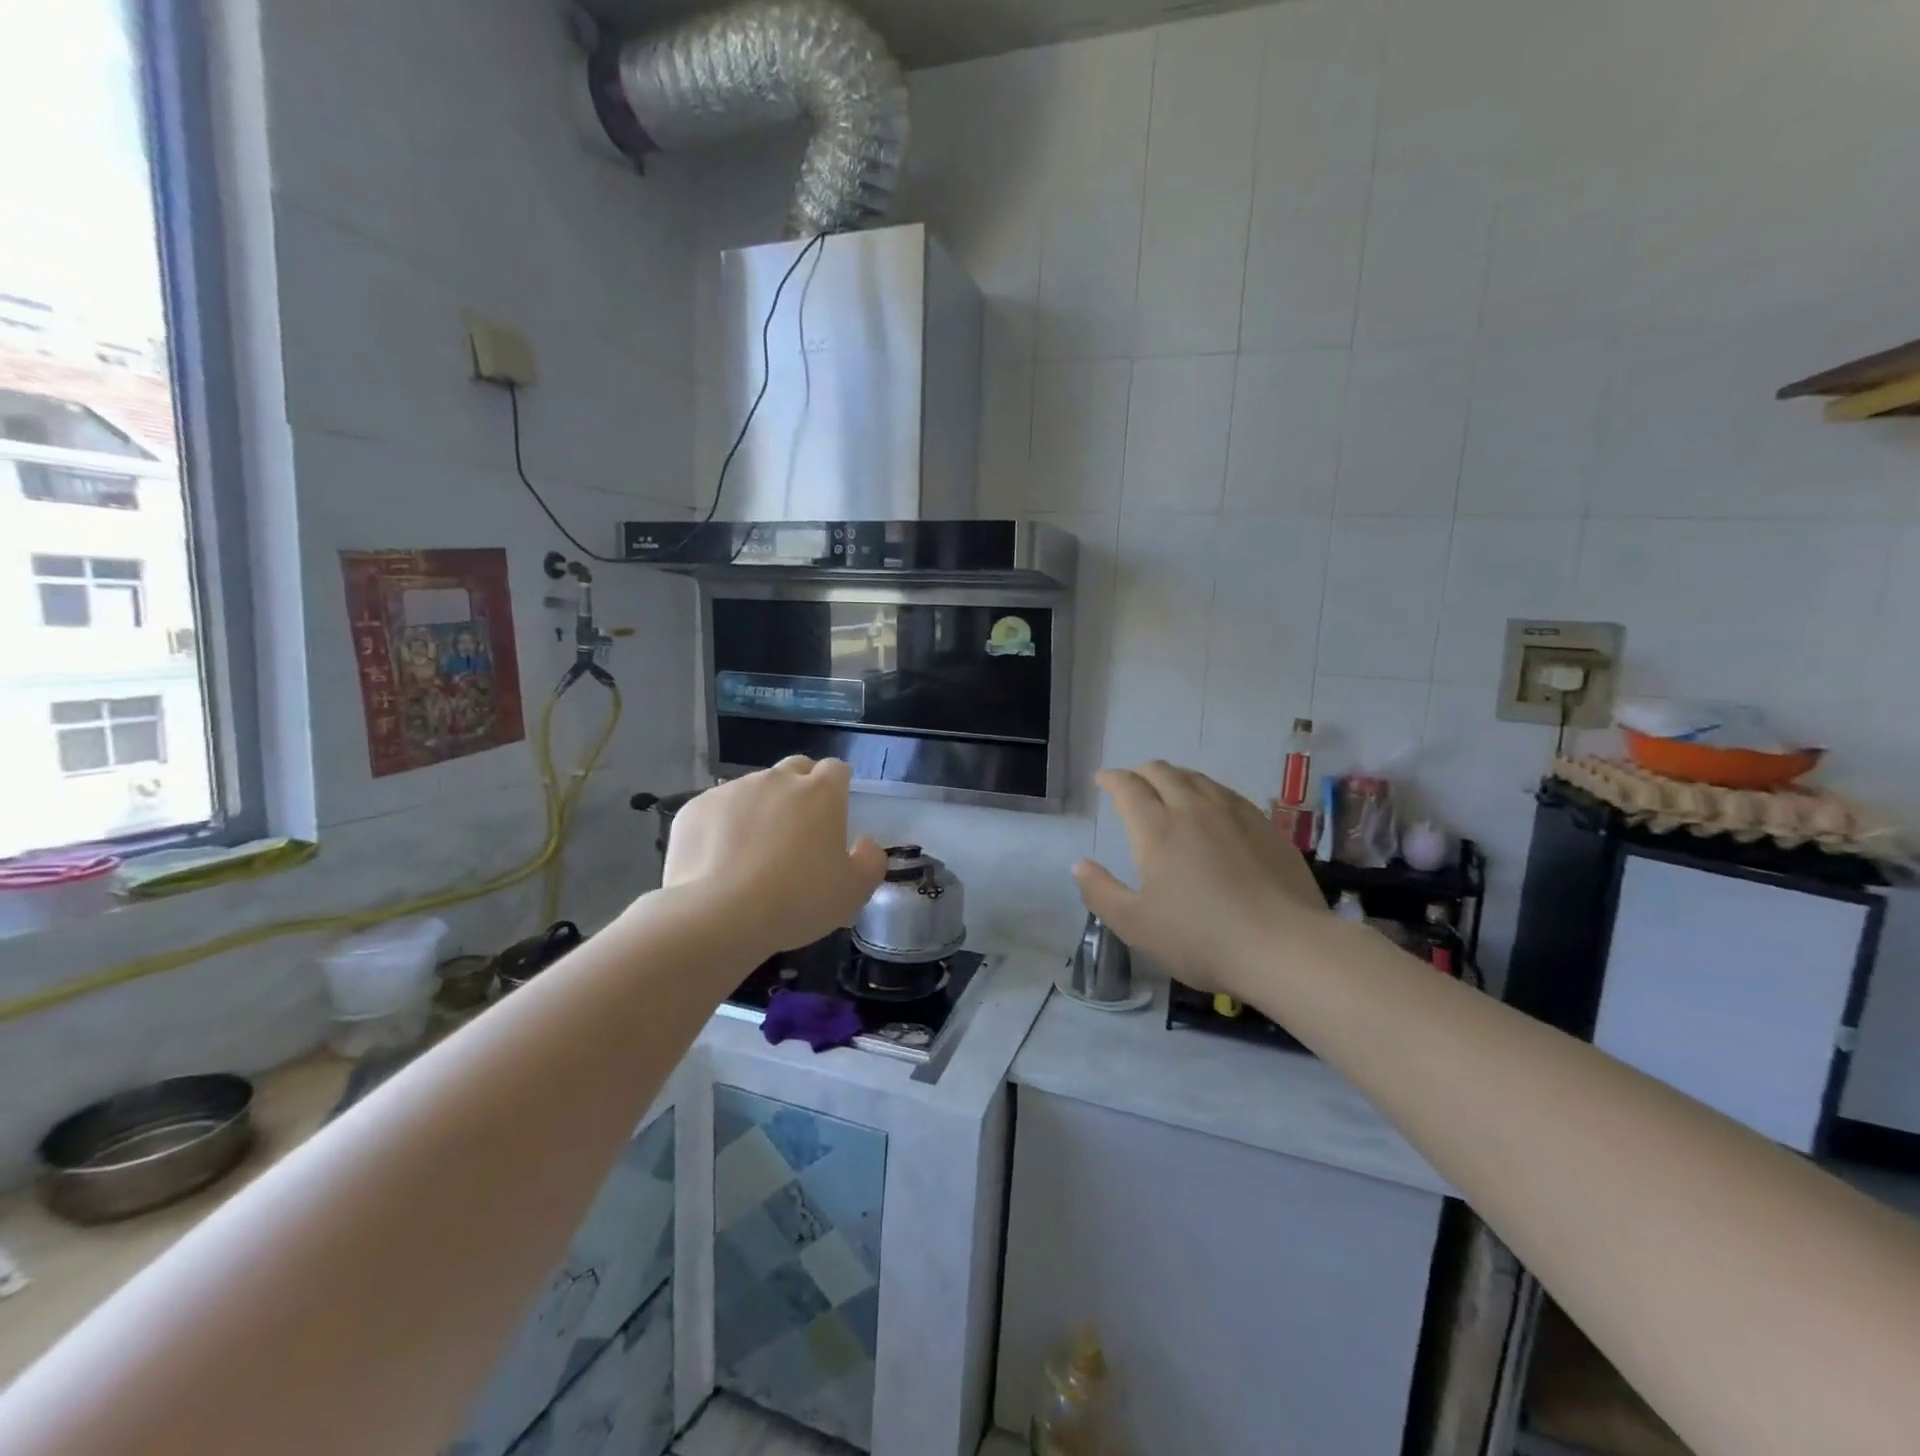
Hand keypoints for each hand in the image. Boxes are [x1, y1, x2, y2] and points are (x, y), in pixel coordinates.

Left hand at [663, 757, 886, 957]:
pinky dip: (722, 826)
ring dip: (760, 808)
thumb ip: (870, 861)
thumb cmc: (798, 900)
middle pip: (795, 769)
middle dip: (799, 789)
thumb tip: (865, 844)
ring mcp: (732, 790)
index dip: (837, 787)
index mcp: (820, 793)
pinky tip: (719, 861)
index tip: (834, 814)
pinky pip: (716, 809)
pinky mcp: (695, 807)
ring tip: (753, 852)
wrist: (719, 916)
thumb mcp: (854, 891)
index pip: (836, 769)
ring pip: (753, 789)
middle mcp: (777, 779)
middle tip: (797, 829)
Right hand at [1073, 761, 1327, 999]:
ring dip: (1175, 777)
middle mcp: (1193, 809)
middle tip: (1132, 782)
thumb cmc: (1201, 938)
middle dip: (1141, 772)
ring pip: (1198, 778)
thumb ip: (1101, 892)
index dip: (1112, 779)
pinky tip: (1213, 806)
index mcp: (1156, 829)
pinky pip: (1228, 793)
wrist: (1285, 946)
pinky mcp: (1266, 827)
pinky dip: (1208, 790)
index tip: (1102, 779)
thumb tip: (1079, 865)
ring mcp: (1234, 814)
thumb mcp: (1136, 925)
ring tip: (1169, 787)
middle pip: (1163, 772)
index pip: (1128, 787)